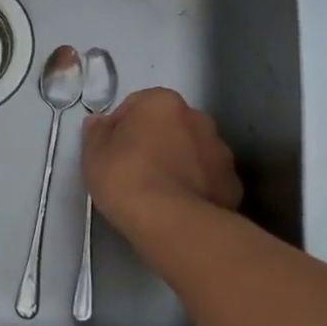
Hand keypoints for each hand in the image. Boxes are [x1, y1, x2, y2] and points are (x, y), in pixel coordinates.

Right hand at [82, 88, 241, 252]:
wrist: (172, 223)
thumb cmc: (126, 178)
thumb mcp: (93, 154)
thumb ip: (96, 132)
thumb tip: (100, 122)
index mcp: (162, 102)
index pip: (136, 105)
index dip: (120, 127)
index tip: (111, 151)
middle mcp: (197, 118)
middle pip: (170, 125)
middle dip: (155, 141)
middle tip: (135, 170)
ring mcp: (220, 151)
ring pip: (193, 152)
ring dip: (179, 162)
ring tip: (159, 192)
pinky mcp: (233, 184)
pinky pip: (209, 179)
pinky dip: (197, 187)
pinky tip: (180, 207)